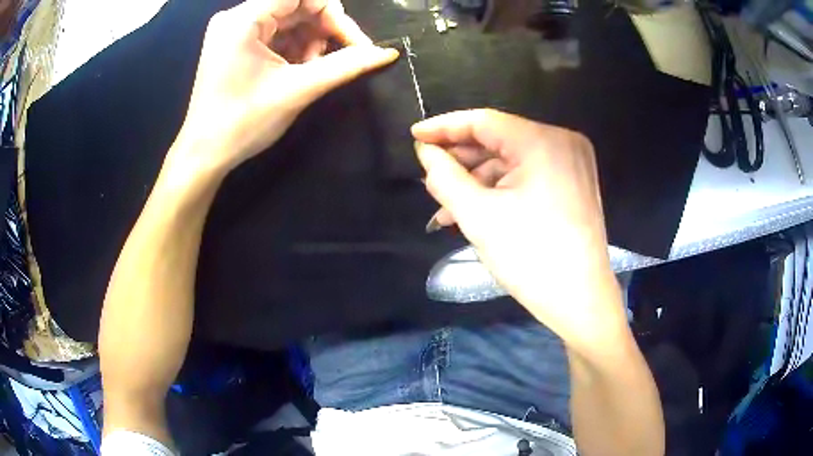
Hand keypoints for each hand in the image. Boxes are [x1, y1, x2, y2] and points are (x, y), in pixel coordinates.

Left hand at [167, 0, 397, 181]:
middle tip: (338, 59)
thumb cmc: (244, 122)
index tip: (357, 44)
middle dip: (323, 30)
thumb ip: (345, 65)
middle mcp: (236, 17)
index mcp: (244, 19)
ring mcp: (233, 30)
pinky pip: (274, 33)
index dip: (334, 15)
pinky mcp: (233, 44)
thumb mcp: (298, 89)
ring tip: (313, 69)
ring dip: (310, 40)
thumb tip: (386, 52)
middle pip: (296, 5)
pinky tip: (298, 69)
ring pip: (288, 20)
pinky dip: (293, 47)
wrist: (204, 155)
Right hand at [412, 109, 626, 354]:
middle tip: (429, 176)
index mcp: (542, 141)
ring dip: (478, 180)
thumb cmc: (530, 257)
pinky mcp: (574, 182)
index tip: (414, 136)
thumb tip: (425, 152)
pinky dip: (502, 189)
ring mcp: (572, 162)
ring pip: (512, 160)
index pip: (483, 121)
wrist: (580, 300)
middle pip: (499, 139)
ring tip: (446, 206)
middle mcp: (562, 141)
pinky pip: (529, 175)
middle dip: (461, 160)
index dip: (444, 127)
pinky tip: (476, 209)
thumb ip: (444, 176)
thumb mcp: (478, 216)